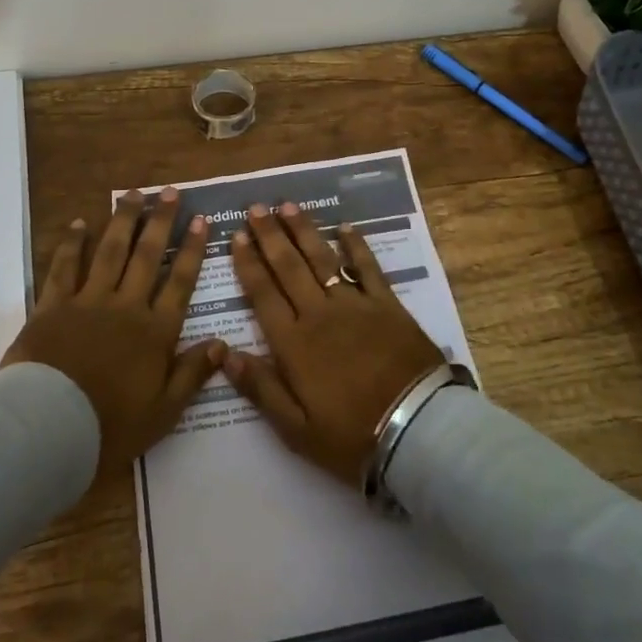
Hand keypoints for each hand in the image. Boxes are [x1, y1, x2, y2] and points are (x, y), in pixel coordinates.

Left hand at [1, 187, 226, 479]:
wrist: (48, 428)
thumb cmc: (110, 426)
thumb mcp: (164, 411)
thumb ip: (192, 374)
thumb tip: (222, 343)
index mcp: (155, 331)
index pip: (180, 281)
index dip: (191, 249)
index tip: (200, 220)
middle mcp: (126, 306)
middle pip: (147, 256)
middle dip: (160, 221)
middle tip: (169, 191)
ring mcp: (88, 301)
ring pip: (110, 251)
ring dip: (123, 221)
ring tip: (133, 194)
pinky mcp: (53, 306)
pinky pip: (65, 267)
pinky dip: (73, 244)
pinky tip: (80, 224)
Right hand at [223, 203, 444, 485]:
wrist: (417, 431)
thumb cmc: (351, 436)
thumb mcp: (296, 429)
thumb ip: (260, 388)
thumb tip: (224, 353)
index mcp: (293, 343)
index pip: (263, 293)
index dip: (248, 263)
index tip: (236, 236)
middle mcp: (319, 313)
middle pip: (289, 266)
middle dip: (269, 235)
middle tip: (255, 208)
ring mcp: (355, 305)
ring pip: (322, 258)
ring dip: (303, 230)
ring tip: (287, 206)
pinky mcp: (387, 304)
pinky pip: (368, 267)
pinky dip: (356, 245)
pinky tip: (346, 226)